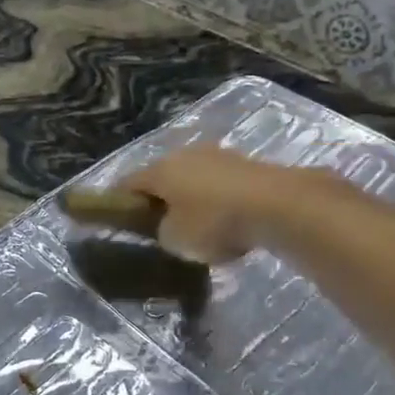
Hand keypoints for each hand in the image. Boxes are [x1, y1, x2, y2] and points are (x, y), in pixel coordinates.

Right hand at [120, 145, 297, 262]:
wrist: (277, 204)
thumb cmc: (213, 222)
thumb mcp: (175, 240)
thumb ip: (163, 232)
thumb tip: (168, 226)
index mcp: (160, 170)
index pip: (127, 183)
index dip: (119, 201)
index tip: (117, 219)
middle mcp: (185, 155)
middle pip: (162, 177)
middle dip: (159, 198)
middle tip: (160, 224)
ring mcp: (218, 156)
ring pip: (193, 177)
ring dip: (191, 197)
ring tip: (198, 224)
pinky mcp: (246, 164)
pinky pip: (221, 184)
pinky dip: (218, 199)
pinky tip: (227, 219)